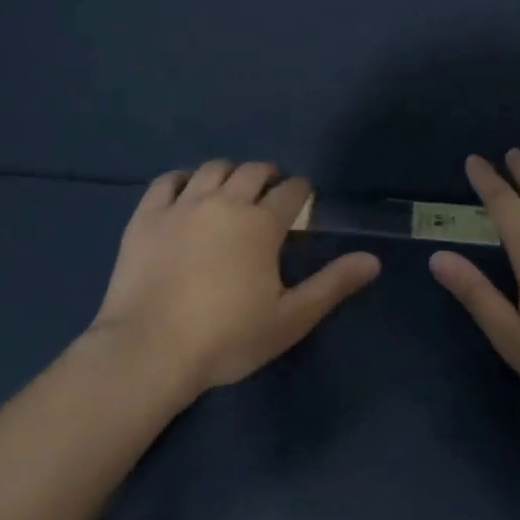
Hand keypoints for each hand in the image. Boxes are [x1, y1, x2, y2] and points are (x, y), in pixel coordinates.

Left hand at [92, 159, 380, 398]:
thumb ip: (332, 285)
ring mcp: (182, 205)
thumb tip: (373, 260)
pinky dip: (183, 180)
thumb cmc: (227, 338)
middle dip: (268, 175)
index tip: (303, 199)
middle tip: (270, 193)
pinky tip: (187, 192)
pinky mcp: (147, 216)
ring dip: (229, 173)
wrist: (149, 350)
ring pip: (212, 169)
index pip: (291, 191)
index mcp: (261, 224)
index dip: (302, 191)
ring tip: (232, 190)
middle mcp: (224, 202)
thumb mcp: (289, 318)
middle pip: (253, 170)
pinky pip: (167, 181)